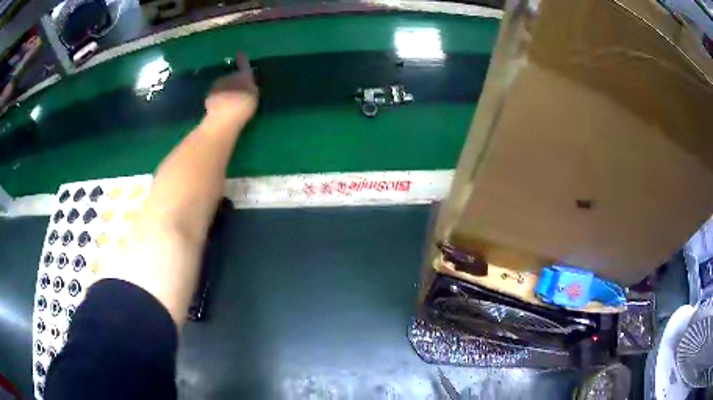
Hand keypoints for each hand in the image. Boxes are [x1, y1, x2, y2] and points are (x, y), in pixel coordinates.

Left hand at [205, 52, 258, 121]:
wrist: (223, 117)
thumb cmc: (243, 106)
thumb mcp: (254, 95)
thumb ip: (250, 85)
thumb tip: (247, 79)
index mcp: (242, 75)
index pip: (243, 63)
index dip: (242, 58)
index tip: (241, 52)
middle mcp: (229, 76)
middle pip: (232, 75)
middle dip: (233, 80)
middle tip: (237, 91)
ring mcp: (217, 85)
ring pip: (222, 84)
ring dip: (225, 89)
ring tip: (228, 100)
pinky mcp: (208, 95)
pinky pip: (215, 94)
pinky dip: (218, 98)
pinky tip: (220, 107)